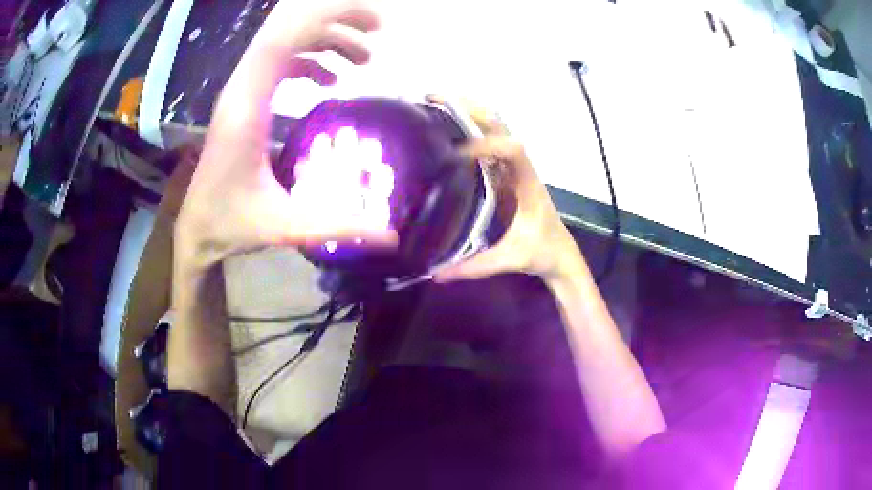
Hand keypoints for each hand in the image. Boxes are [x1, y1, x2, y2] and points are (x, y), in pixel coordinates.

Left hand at [175, 3, 393, 276]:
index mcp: (246, 109)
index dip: (323, 18)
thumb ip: (335, 226)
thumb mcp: (283, 227)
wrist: (197, 228)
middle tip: (379, 27)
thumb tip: (391, 234)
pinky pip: (279, 61)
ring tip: (365, 56)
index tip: (371, 20)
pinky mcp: (246, 100)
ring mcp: (243, 92)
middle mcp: (242, 89)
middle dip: (334, 19)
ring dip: (326, 38)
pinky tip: (331, 78)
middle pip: (284, 30)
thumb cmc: (230, 224)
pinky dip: (310, 59)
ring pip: (283, 42)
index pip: (279, 41)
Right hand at [434, 101, 589, 285]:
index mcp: (528, 183)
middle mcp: (520, 167)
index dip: (487, 144)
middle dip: (470, 108)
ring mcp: (512, 168)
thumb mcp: (510, 259)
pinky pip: (487, 144)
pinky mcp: (504, 174)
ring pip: (493, 129)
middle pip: (500, 126)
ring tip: (435, 103)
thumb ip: (475, 267)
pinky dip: (467, 130)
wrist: (560, 254)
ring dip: (468, 112)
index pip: (513, 149)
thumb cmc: (542, 252)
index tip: (457, 152)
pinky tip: (444, 128)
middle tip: (435, 98)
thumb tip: (436, 275)